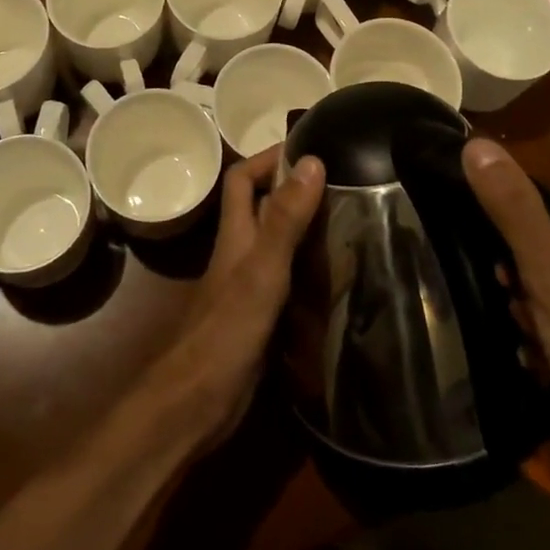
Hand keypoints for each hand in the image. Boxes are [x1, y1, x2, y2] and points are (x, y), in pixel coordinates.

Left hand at [140, 145, 324, 444]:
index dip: (268, 157)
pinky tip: (340, 277)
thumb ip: (286, 218)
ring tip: (351, 222)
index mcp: (236, 234)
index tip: (309, 147)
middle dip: (295, 190)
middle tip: (343, 184)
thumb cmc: (227, 329)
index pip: (243, 178)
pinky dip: (310, 271)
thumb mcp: (263, 269)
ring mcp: (249, 286)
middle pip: (263, 208)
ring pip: (278, 243)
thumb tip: (312, 160)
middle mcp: (240, 253)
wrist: (197, 403)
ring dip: (306, 229)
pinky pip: (288, 280)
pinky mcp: (260, 317)